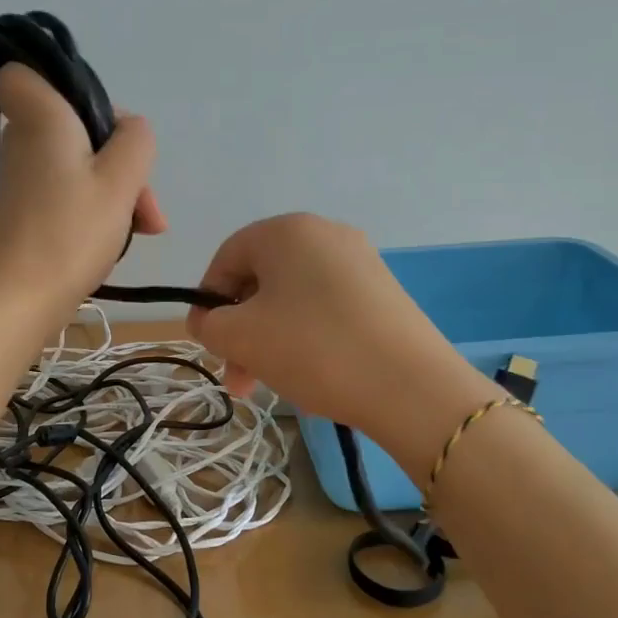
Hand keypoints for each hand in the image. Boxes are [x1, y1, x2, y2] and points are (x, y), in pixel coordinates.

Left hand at [0, 64, 166, 311]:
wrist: (20, 299)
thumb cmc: (70, 231)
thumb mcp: (121, 180)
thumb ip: (136, 141)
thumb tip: (130, 131)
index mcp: (40, 117)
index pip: (22, 72)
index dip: (62, 84)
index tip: (99, 121)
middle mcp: (21, 140)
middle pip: (74, 124)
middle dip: (118, 156)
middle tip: (142, 198)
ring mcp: (21, 178)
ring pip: (77, 161)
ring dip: (114, 188)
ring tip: (145, 228)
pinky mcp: (24, 209)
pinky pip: (66, 189)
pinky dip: (94, 206)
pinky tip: (121, 236)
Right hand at [186, 214, 497, 439]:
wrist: (411, 386)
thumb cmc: (313, 349)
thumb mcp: (240, 337)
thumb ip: (208, 324)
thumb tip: (209, 320)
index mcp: (287, 231)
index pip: (227, 257)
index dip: (207, 300)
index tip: (207, 342)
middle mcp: (325, 234)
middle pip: (262, 280)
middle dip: (240, 329)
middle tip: (237, 377)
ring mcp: (359, 261)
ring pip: (293, 298)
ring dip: (269, 339)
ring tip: (266, 385)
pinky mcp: (383, 292)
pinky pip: (325, 307)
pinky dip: (305, 336)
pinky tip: (308, 372)